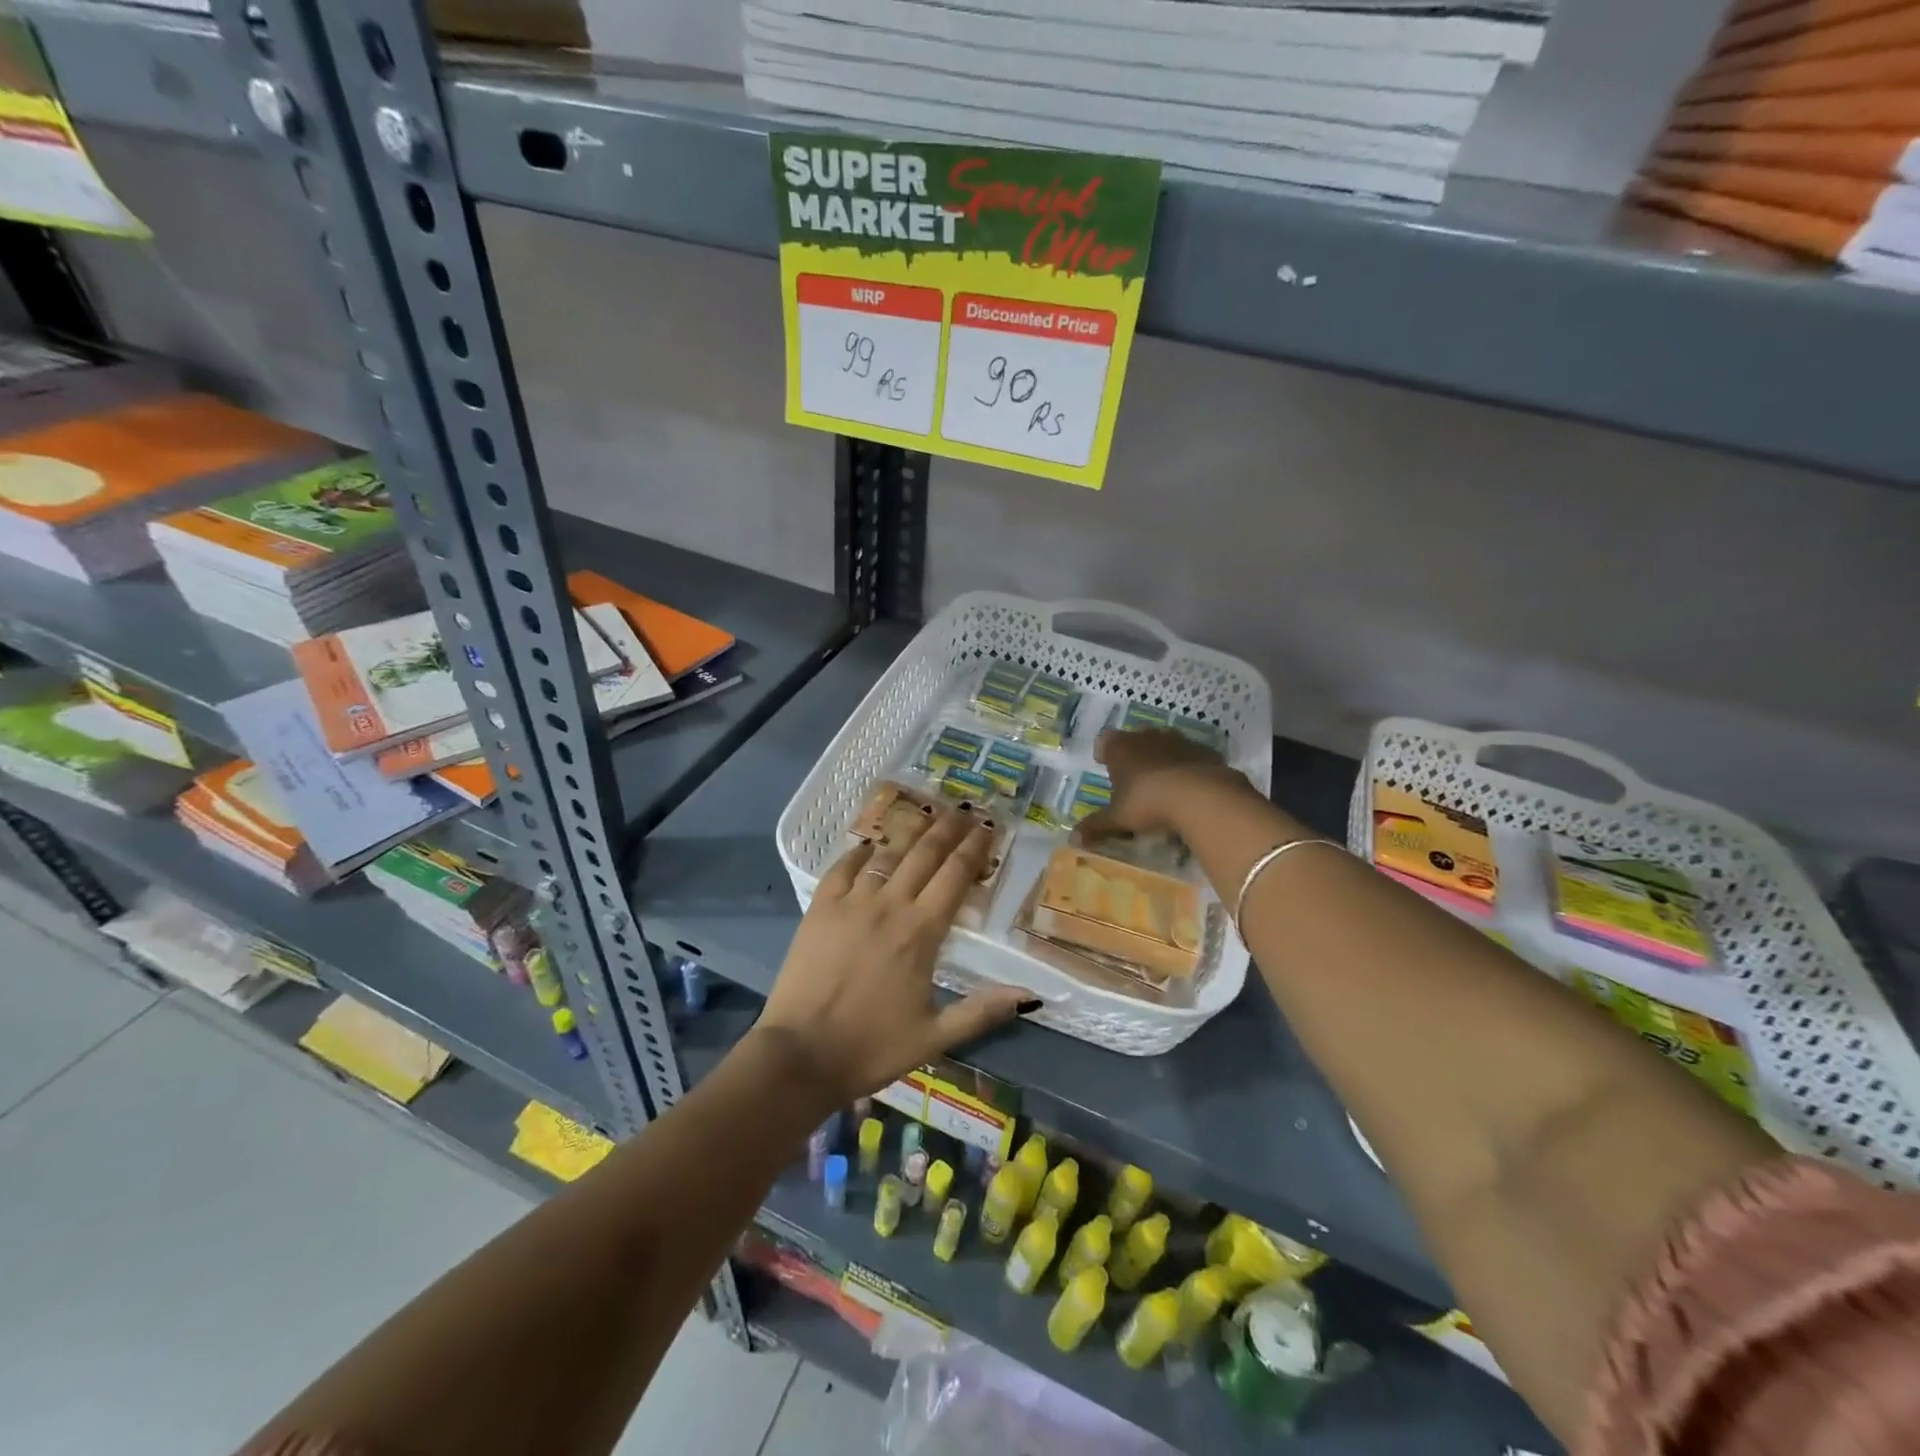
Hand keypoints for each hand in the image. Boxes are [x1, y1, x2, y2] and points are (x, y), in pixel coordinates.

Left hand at [755, 805, 1033, 1104]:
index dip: (974, 848)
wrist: (800, 1055)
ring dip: (910, 832)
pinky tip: (869, 845)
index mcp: (921, 933)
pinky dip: (860, 853)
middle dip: (948, 828)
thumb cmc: (872, 1048)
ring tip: (926, 813)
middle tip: (964, 808)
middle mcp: (889, 906)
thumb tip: (1032, 994)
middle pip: (924, 855)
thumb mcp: (935, 1037)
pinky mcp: (820, 908)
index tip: (988, 827)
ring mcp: (851, 903)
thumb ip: (982, 1011)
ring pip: (887, 855)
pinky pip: (843, 868)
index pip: (955, 876)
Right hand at [1077, 728, 1253, 841]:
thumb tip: (1072, 839)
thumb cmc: (1148, 802)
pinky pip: (1190, 755)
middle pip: (1135, 738)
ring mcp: (1178, 740)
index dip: (1104, 752)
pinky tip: (1190, 785)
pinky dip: (1187, 765)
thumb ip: (1096, 827)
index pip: (1105, 741)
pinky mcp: (1203, 750)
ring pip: (1164, 742)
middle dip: (1133, 753)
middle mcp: (1147, 737)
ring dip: (1162, 757)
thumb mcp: (1118, 819)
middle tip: (1134, 775)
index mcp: (1120, 748)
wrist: (1201, 796)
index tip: (1104, 764)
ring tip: (1163, 781)